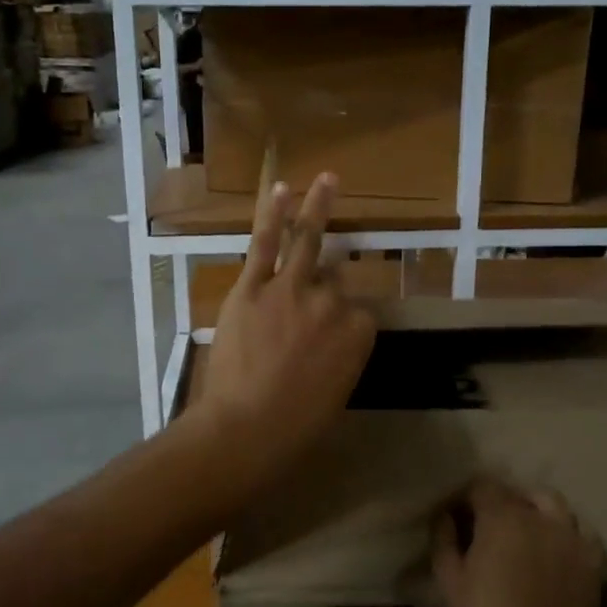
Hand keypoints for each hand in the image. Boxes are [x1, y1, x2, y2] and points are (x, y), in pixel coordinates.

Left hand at [198, 173, 375, 471]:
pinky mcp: (253, 287)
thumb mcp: (336, 393)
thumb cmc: (297, 425)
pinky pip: (266, 244)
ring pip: (308, 242)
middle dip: (324, 288)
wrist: (248, 426)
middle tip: (316, 295)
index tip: (325, 343)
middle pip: (334, 280)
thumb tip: (326, 343)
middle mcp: (332, 303)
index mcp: (359, 333)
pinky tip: (281, 190)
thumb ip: (338, 356)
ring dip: (318, 208)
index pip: (357, 314)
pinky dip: (273, 215)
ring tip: (326, 180)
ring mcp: (292, 289)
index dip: (341, 326)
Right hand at [433, 480, 606, 606]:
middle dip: (499, 503)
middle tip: (490, 528)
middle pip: (515, 493)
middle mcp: (536, 514)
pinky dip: (568, 530)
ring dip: (536, 507)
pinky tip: (559, 545)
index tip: (460, 517)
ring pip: (552, 502)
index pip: (481, 486)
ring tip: (528, 526)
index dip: (468, 498)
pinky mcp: (591, 556)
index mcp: (500, 516)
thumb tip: (444, 515)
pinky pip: (581, 529)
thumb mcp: (451, 582)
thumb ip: (444, 541)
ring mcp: (568, 533)